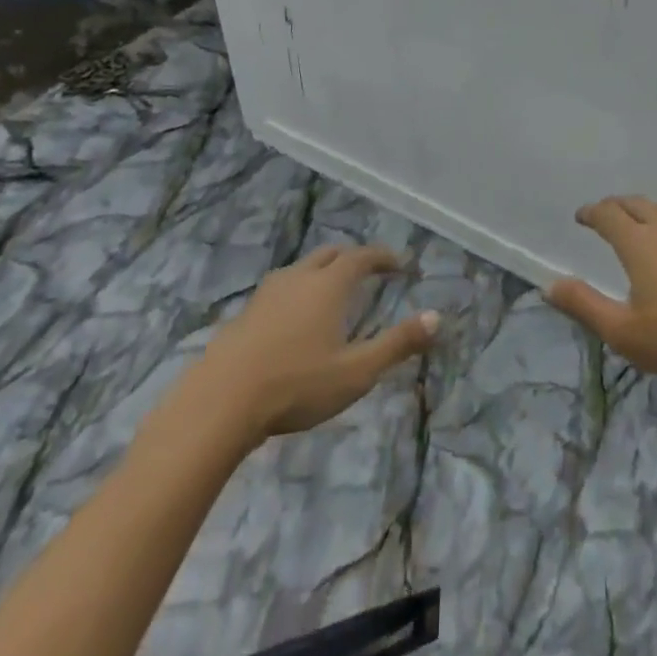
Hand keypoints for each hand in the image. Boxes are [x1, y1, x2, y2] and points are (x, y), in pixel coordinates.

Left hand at [145, 246, 437, 455]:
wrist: (220, 401)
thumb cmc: (297, 384)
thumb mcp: (357, 371)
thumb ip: (397, 344)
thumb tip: (437, 317)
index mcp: (329, 285)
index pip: (362, 257)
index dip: (383, 257)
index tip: (400, 265)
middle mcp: (299, 278)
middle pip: (330, 254)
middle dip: (352, 258)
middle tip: (369, 272)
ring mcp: (267, 294)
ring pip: (301, 269)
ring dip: (322, 272)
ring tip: (332, 293)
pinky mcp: (244, 314)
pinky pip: (280, 289)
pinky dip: (297, 292)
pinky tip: (294, 320)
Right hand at [548, 196, 656, 391]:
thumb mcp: (623, 332)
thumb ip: (584, 305)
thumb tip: (549, 286)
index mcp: (638, 242)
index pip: (607, 213)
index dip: (591, 212)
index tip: (582, 217)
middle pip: (637, 203)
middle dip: (617, 206)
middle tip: (607, 216)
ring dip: (648, 212)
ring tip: (643, 226)